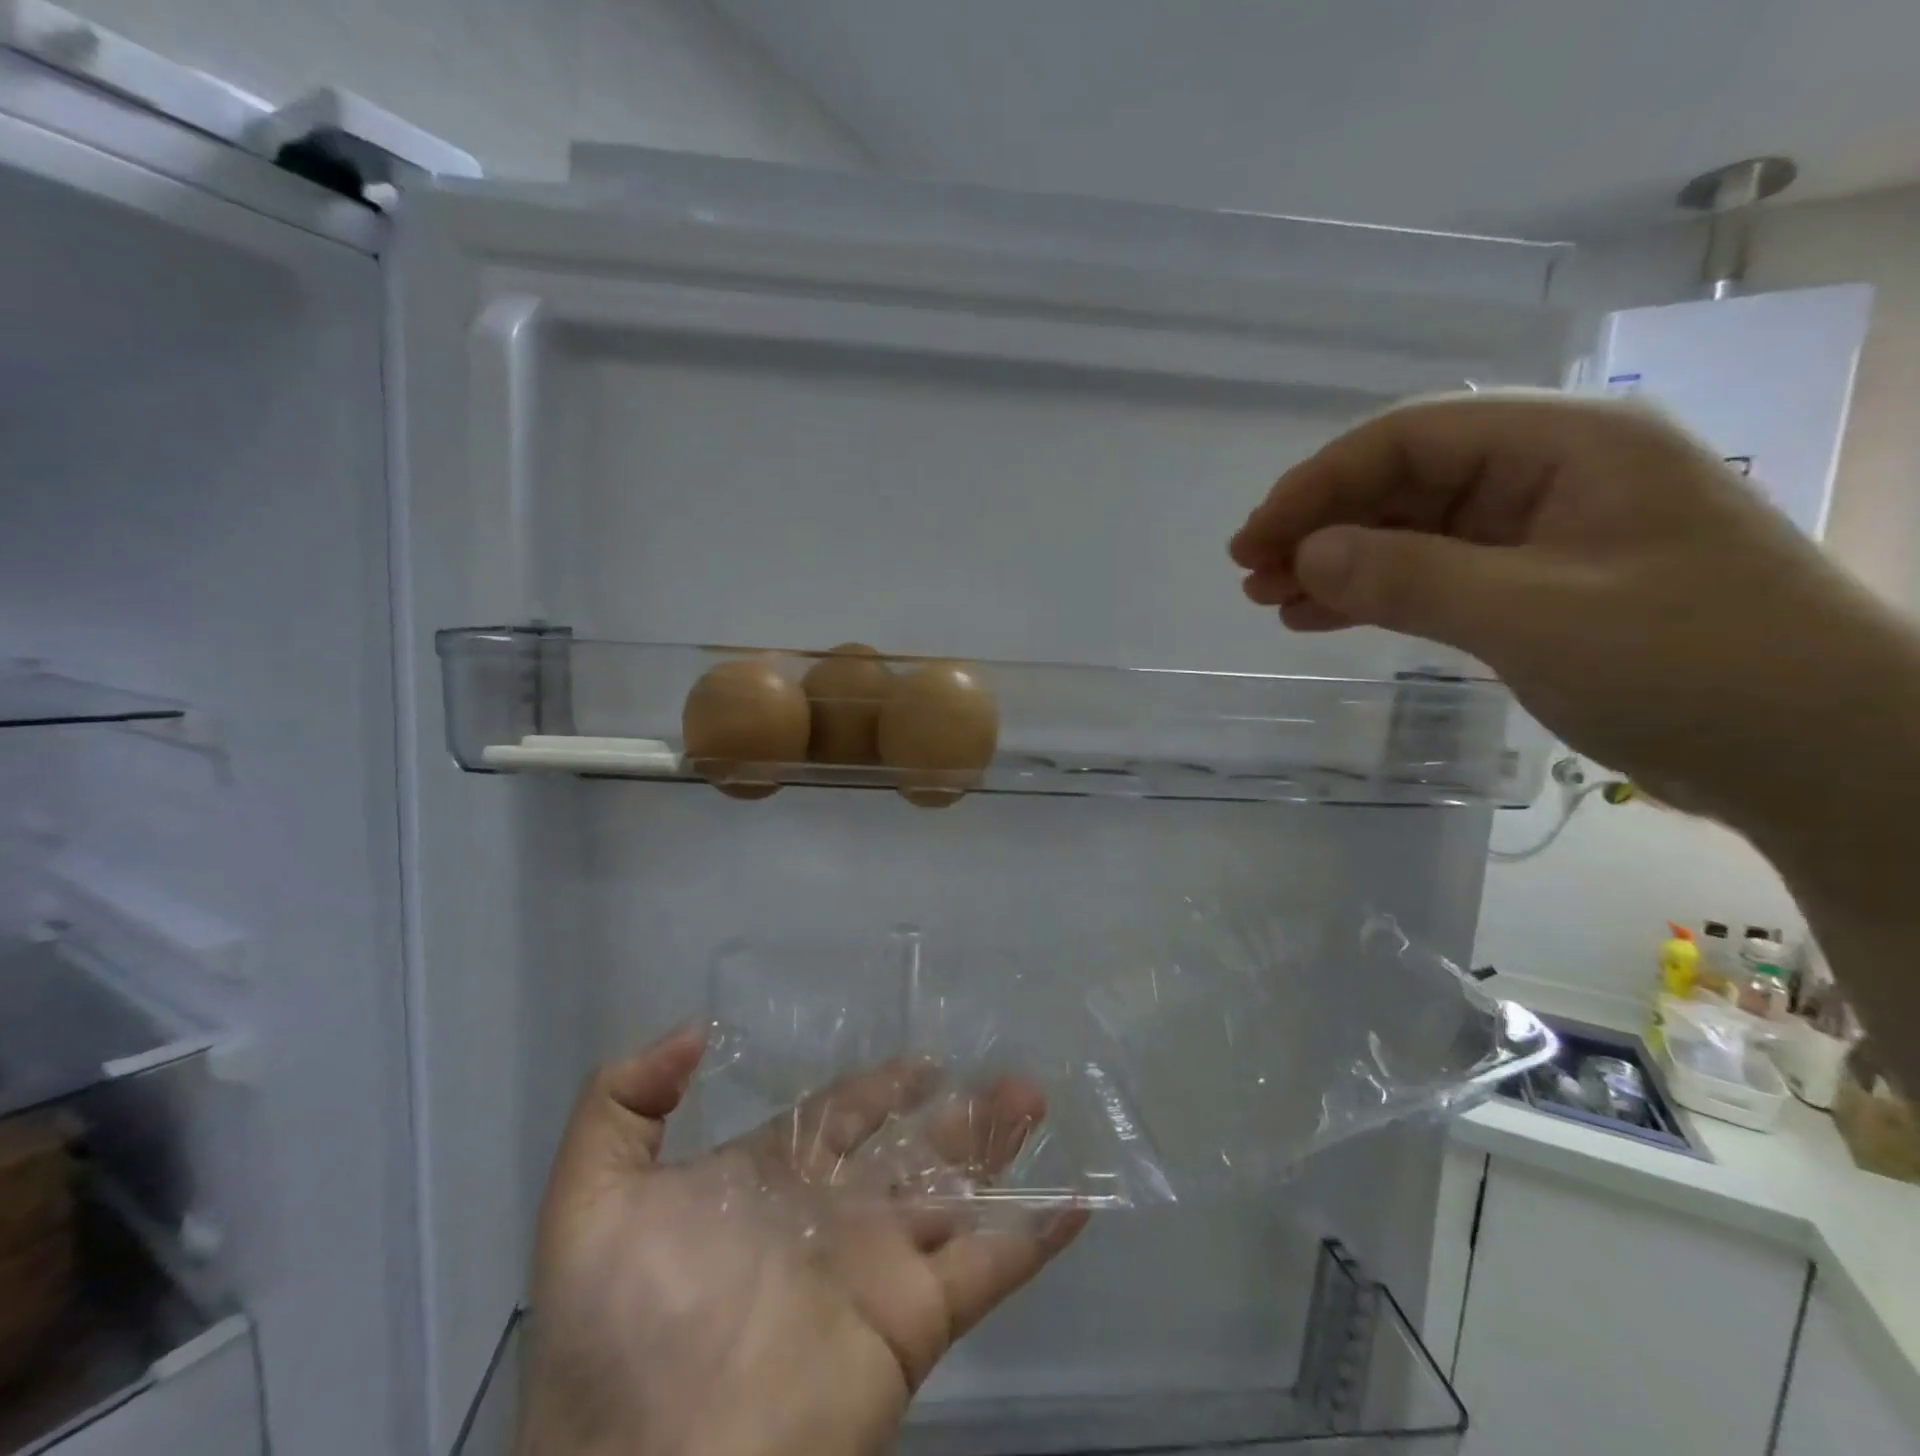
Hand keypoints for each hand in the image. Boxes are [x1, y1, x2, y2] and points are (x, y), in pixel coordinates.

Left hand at [517, 1027, 1088, 1455]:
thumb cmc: (612, 1333)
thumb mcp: (589, 1196)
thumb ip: (624, 1100)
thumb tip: (695, 1029)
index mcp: (771, 1180)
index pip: (839, 1116)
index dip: (880, 1086)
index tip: (923, 1058)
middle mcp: (831, 1215)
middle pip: (910, 1147)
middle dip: (956, 1111)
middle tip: (1007, 1074)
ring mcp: (877, 1268)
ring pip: (957, 1192)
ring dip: (1001, 1149)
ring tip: (1037, 1099)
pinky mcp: (913, 1323)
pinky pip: (988, 1270)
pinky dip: (1034, 1237)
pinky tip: (1076, 1202)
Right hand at [1229, 391, 1894, 821]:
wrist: (1816, 752)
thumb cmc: (1689, 664)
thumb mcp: (1534, 616)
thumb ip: (1411, 577)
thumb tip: (1307, 555)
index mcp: (1569, 444)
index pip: (1412, 436)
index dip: (1320, 482)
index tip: (1256, 538)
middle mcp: (1551, 472)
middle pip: (1405, 479)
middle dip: (1321, 523)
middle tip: (1251, 574)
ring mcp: (1543, 531)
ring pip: (1412, 529)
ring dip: (1338, 561)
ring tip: (1271, 600)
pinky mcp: (1535, 585)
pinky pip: (1434, 573)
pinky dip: (1375, 592)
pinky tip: (1321, 615)